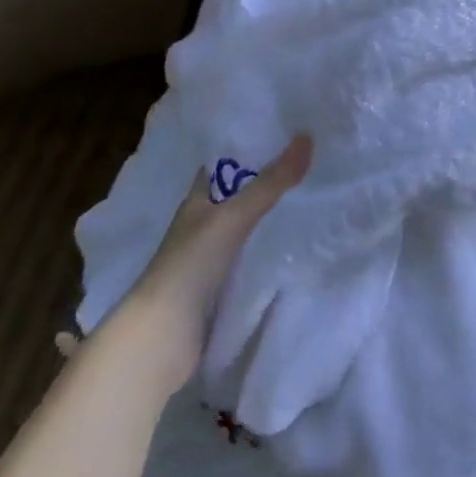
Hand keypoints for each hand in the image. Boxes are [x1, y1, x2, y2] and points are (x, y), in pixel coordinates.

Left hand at [118, 135, 311, 378]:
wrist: (161, 340)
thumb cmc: (189, 266)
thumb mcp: (233, 218)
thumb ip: (271, 182)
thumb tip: (307, 136)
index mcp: (196, 201)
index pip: (225, 166)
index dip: (251, 150)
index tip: (287, 136)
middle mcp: (201, 226)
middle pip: (239, 197)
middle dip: (269, 184)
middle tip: (312, 166)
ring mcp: (209, 260)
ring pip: (246, 230)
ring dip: (271, 219)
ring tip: (314, 201)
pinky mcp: (219, 290)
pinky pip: (250, 261)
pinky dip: (269, 252)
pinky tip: (296, 247)